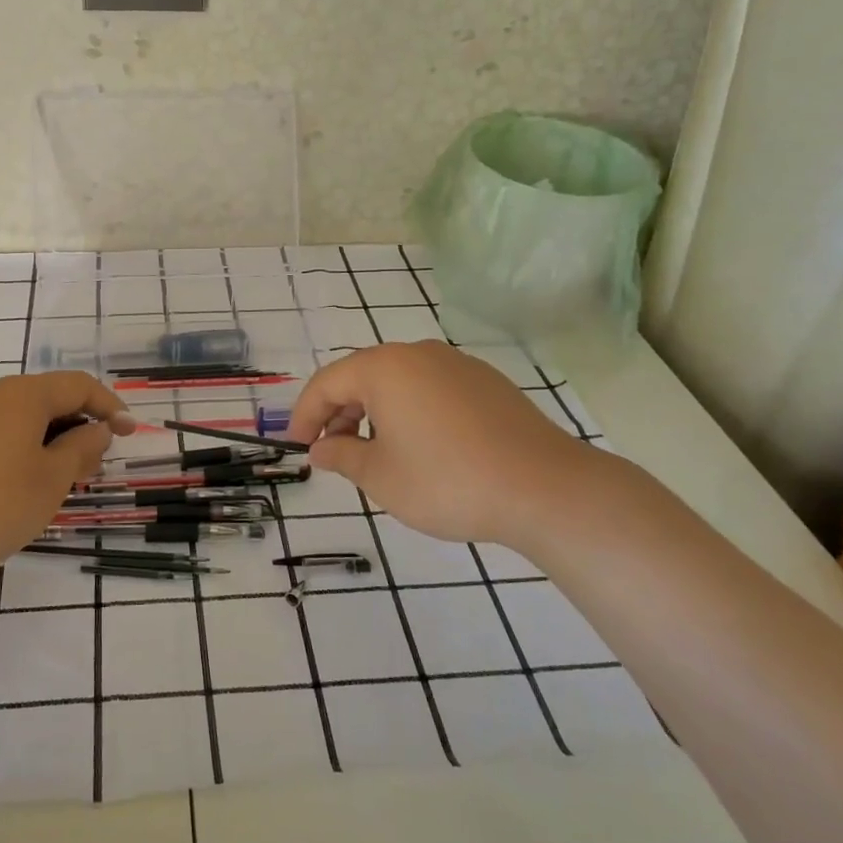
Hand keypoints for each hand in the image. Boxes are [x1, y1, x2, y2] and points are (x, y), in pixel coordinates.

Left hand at [0, 372, 134, 592]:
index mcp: (21, 395)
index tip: (129, 431)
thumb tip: (97, 429)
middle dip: (75, 427)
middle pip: (44, 400)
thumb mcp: (50, 481)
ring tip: (53, 479)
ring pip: (13, 419)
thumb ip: (80, 449)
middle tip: (92, 465)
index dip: (109, 406)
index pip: (78, 386)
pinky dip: (10, 450)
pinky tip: (7, 486)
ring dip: (42, 441)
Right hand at [287, 342, 619, 550]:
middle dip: (340, 413)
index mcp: (384, 368)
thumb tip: (320, 448)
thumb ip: (341, 456)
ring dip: (375, 413)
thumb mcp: (380, 476)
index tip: (298, 445)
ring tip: (375, 454)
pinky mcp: (486, 383)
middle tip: (333, 452)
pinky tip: (420, 447)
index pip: (327, 383)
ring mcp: (456, 365)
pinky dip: (410, 411)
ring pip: (398, 382)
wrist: (544, 488)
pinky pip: (430, 389)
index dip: (305, 414)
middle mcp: (417, 354)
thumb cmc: (447, 481)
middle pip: (362, 377)